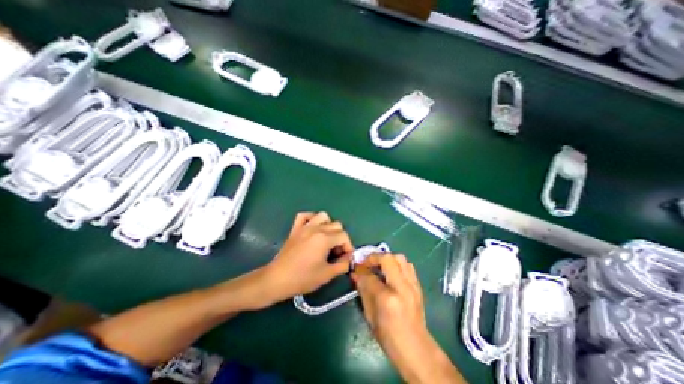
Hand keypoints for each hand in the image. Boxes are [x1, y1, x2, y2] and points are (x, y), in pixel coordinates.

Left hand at [259, 211, 354, 304]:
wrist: (277, 279)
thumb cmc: (303, 278)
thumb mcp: (327, 274)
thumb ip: (343, 265)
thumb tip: (349, 260)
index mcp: (324, 238)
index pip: (344, 236)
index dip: (349, 247)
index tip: (345, 259)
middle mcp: (316, 228)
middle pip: (337, 225)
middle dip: (340, 238)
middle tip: (336, 253)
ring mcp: (304, 227)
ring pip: (323, 216)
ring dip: (329, 226)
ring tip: (327, 239)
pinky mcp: (295, 229)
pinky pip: (304, 216)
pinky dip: (311, 219)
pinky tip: (313, 228)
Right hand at [349, 255, 425, 349]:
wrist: (416, 349)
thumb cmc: (389, 337)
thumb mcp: (370, 315)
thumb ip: (363, 290)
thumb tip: (356, 274)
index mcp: (387, 299)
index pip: (370, 275)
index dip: (361, 269)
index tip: (356, 268)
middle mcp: (402, 287)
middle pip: (388, 258)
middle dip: (374, 257)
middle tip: (367, 263)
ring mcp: (412, 285)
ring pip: (400, 258)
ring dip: (387, 258)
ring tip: (379, 266)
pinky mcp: (418, 285)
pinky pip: (407, 266)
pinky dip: (397, 264)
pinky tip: (391, 273)